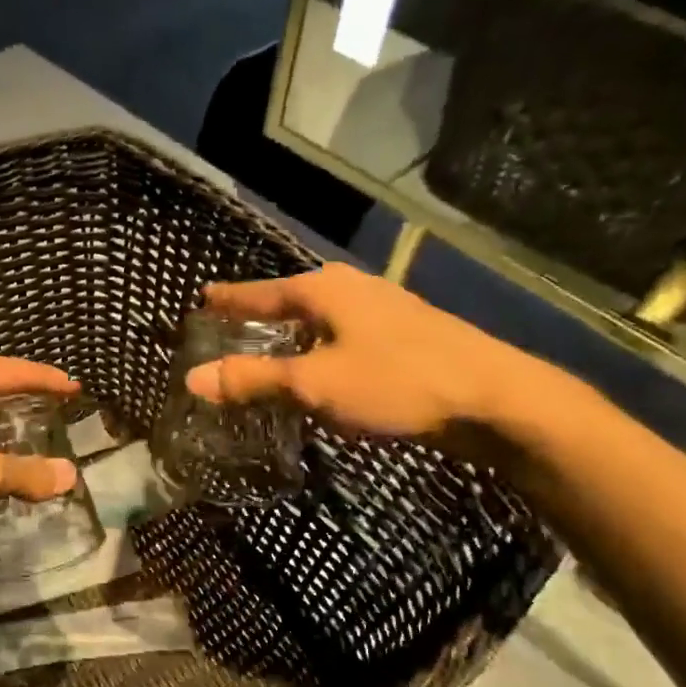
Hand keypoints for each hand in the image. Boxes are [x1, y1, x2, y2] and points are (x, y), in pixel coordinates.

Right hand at [183, 262, 546, 443]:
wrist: (493, 398)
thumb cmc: (395, 381)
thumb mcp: (314, 384)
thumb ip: (253, 379)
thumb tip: (192, 377)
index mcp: (325, 289)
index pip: (261, 291)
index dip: (230, 299)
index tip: (203, 297)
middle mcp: (352, 288)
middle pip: (292, 299)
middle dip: (260, 314)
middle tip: (229, 327)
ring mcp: (383, 309)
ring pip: (321, 318)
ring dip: (292, 333)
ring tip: (268, 349)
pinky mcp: (405, 334)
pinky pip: (344, 335)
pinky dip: (320, 348)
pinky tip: (322, 368)